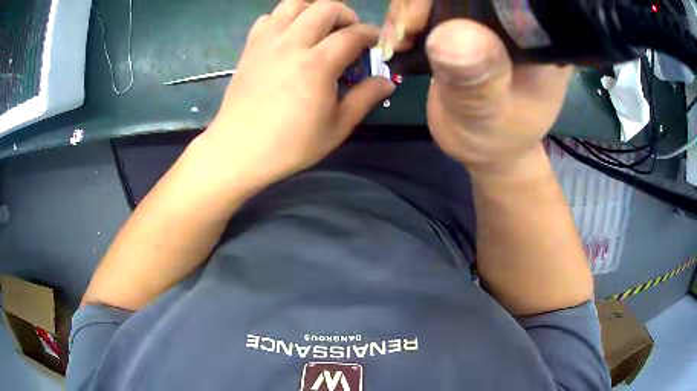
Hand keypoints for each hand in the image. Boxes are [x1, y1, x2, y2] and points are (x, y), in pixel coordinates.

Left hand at [204, 0, 394, 187]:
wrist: (238, 150)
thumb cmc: (290, 145)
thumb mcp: (337, 127)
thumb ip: (365, 98)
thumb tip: (387, 80)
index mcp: (317, 64)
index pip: (352, 34)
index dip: (370, 34)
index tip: (376, 42)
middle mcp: (292, 43)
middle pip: (325, 8)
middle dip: (346, 14)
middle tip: (349, 33)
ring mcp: (268, 42)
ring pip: (293, 4)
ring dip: (313, 9)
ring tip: (319, 28)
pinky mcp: (250, 48)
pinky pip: (268, 18)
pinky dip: (283, 19)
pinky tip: (289, 36)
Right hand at [381, 0, 571, 178]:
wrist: (485, 145)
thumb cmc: (494, 139)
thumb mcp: (486, 118)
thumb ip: (476, 81)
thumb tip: (453, 33)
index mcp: (539, 37)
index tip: (417, 21)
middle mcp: (517, 19)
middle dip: (420, 2)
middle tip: (402, 34)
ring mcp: (491, 18)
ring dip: (408, 7)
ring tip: (395, 42)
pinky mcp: (470, 20)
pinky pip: (433, 3)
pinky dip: (407, 14)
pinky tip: (399, 37)